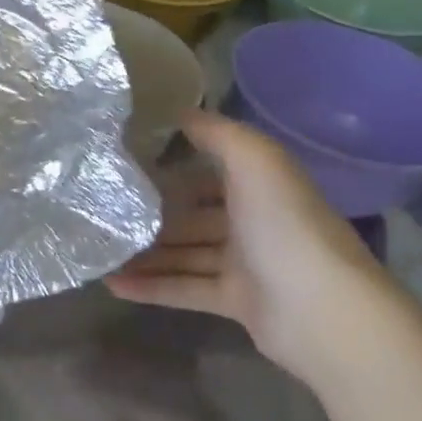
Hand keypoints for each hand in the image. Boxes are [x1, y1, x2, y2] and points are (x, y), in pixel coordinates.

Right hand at [106, 111, 393, 384]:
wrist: (322, 309)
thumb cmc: (284, 222)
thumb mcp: (253, 158)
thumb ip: (215, 131)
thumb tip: (178, 111)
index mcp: (259, 180)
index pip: (210, 163)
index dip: (174, 158)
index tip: (128, 154)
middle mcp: (252, 217)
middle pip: (193, 210)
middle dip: (154, 208)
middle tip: (104, 204)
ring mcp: (245, 262)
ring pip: (185, 251)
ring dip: (146, 250)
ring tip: (99, 246)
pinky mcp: (236, 301)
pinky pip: (186, 289)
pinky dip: (152, 286)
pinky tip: (112, 283)